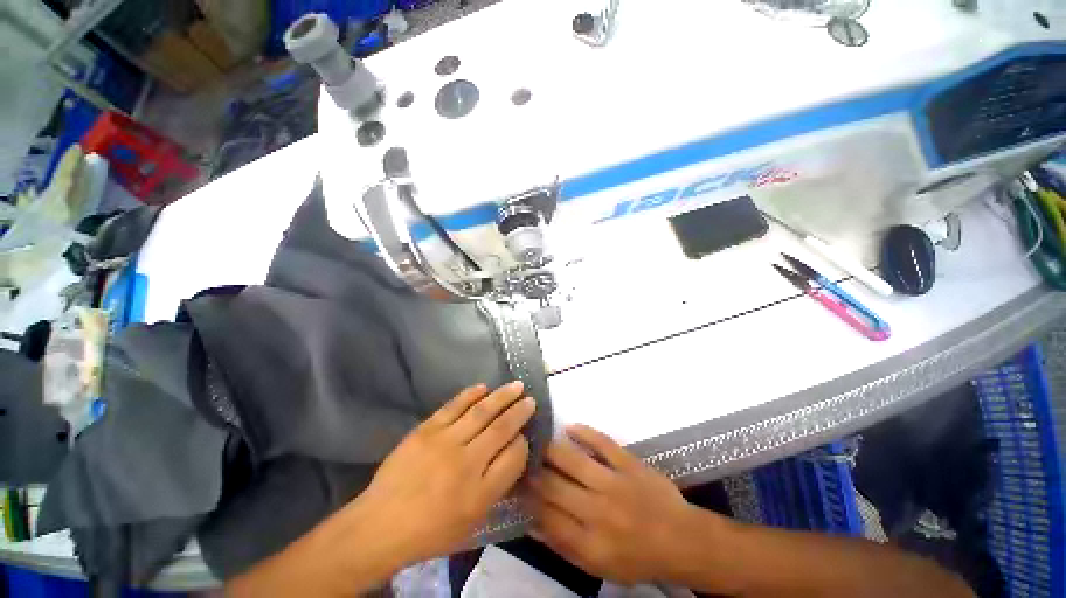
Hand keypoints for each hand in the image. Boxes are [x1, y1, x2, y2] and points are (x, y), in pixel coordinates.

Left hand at [347, 382, 534, 567]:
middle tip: (531, 399)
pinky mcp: (426, 430)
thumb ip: (496, 486)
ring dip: (502, 396)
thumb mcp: (471, 522)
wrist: (381, 524)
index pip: (514, 457)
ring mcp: (444, 442)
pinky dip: (471, 394)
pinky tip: (483, 387)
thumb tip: (513, 452)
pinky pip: (454, 406)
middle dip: (520, 412)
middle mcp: (466, 463)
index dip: (523, 443)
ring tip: (516, 386)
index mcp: (480, 493)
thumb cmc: (430, 531)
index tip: (525, 435)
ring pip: (482, 412)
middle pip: (502, 429)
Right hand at [526, 425, 726, 585]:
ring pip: (573, 461)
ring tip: (538, 442)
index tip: (515, 485)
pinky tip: (569, 427)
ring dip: (552, 450)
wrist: (682, 540)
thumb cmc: (638, 558)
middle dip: (533, 472)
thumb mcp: (599, 566)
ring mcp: (614, 483)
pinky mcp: (629, 463)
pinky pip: (602, 443)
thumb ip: (564, 546)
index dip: (527, 499)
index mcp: (590, 542)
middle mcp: (598, 511)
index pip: (546, 517)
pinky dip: (584, 432)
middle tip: (520, 458)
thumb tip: (532, 522)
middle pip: (554, 486)